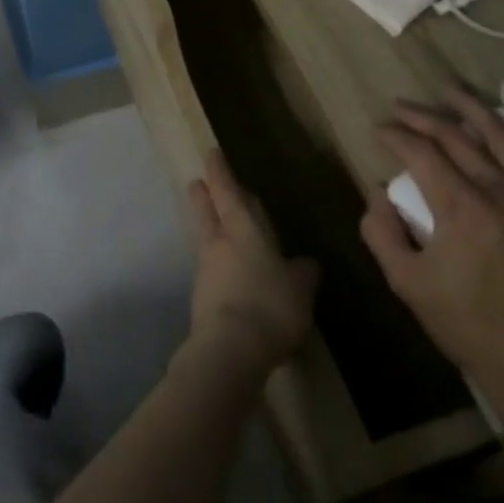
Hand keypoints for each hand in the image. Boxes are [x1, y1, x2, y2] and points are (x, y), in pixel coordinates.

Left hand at [186, 150, 319, 372]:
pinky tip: (229, 276)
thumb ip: (302, 273)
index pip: (227, 192)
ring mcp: (204, 270)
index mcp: (242, 230)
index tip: (211, 153)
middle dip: (203, 195)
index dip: (220, 172)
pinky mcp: (200, 298)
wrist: (229, 348)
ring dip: (209, 230)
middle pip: (206, 211)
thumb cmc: (270, 306)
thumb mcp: (300, 289)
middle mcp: (218, 243)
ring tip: (218, 230)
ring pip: (205, 239)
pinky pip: (210, 271)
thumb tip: (305, 263)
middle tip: (198, 183)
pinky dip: (217, 265)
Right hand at [359, 86, 503, 419]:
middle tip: (400, 108)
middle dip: (423, 117)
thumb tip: (378, 192)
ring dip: (473, 110)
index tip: (378, 131)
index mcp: (461, 208)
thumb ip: (381, 231)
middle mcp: (502, 193)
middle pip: (457, 137)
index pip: (421, 152)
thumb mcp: (407, 283)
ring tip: (449, 92)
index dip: (395, 135)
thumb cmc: (470, 327)